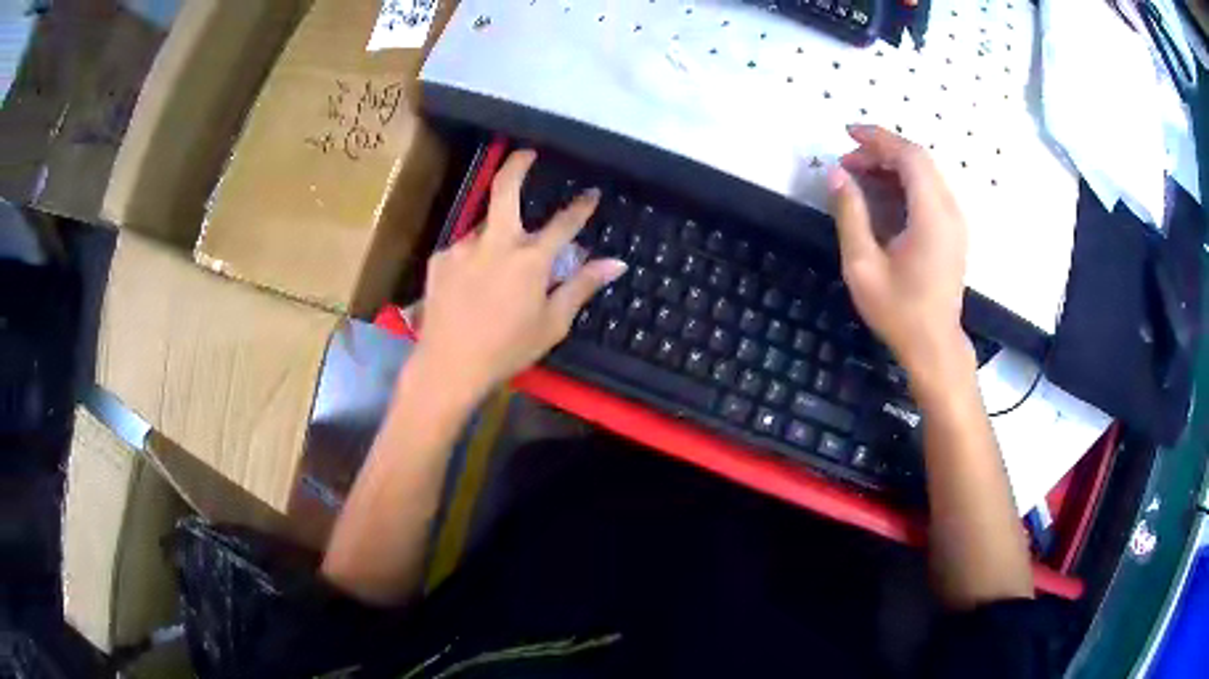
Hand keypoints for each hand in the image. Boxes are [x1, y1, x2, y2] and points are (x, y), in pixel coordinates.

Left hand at [413, 150, 627, 402]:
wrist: (448, 365)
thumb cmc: (507, 349)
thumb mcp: (552, 323)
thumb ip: (582, 286)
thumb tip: (616, 263)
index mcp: (530, 259)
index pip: (564, 223)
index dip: (581, 207)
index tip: (591, 194)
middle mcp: (496, 242)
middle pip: (506, 190)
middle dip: (518, 165)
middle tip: (526, 153)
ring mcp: (463, 248)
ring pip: (484, 226)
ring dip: (496, 232)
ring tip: (498, 262)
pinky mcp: (440, 260)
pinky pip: (463, 249)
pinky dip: (474, 257)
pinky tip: (471, 282)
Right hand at [828, 125, 971, 383]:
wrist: (934, 346)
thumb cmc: (898, 311)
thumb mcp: (863, 266)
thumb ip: (850, 214)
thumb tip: (836, 174)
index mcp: (931, 215)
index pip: (909, 156)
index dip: (878, 138)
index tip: (847, 134)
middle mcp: (949, 210)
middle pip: (918, 160)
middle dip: (881, 151)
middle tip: (847, 163)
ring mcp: (955, 221)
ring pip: (925, 173)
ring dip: (891, 166)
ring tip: (858, 177)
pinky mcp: (953, 231)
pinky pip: (930, 191)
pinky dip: (904, 183)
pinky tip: (881, 195)